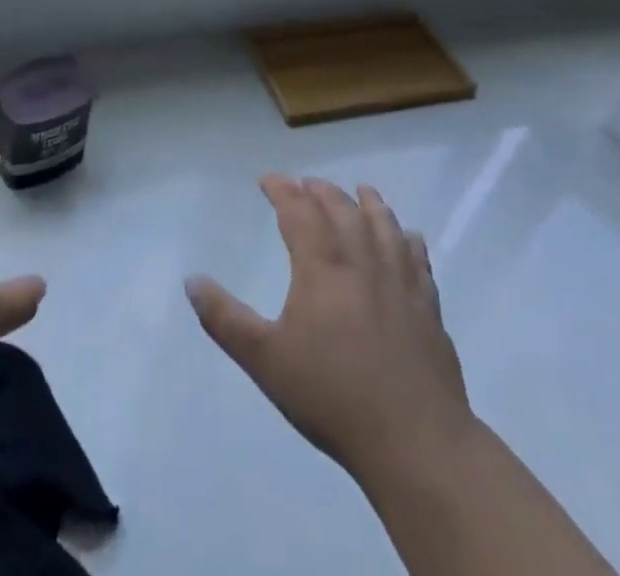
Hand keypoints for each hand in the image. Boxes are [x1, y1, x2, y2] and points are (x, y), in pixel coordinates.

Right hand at [186, 175, 476, 487]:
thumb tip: (192, 280)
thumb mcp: (265, 360)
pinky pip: (419, 260)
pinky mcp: (428, 306)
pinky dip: (410, 240)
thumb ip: (224, 319)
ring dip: (369, 203)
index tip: (267, 179)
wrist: (414, 440)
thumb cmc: (332, 396)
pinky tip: (410, 237)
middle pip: (341, 210)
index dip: (282, 189)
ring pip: (383, 225)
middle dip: (320, 191)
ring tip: (360, 190)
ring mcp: (399, 281)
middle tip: (306, 184)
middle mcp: (361, 261)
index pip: (298, 211)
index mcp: (321, 266)